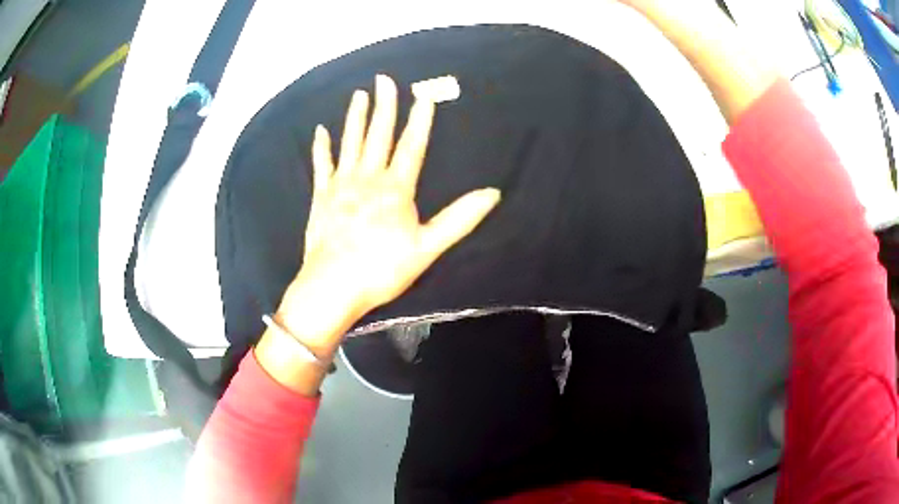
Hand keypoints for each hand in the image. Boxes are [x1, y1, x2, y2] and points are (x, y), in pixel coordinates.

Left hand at [277, 75, 499, 352]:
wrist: (333, 286)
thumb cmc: (382, 269)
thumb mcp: (427, 247)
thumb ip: (459, 218)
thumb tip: (492, 194)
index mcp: (396, 189)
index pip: (412, 145)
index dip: (420, 119)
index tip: (424, 94)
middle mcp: (368, 178)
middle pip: (379, 135)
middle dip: (384, 105)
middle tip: (384, 79)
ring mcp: (342, 184)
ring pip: (350, 142)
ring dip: (355, 117)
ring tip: (358, 94)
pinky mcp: (321, 196)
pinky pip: (322, 164)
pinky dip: (321, 147)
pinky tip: (320, 130)